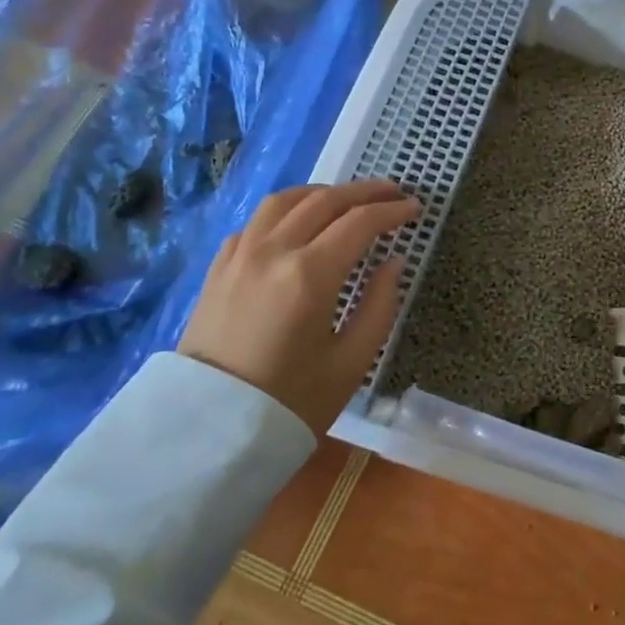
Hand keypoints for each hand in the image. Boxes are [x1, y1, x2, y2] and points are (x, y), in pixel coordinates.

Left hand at [178, 179, 419, 434]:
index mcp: (309, 275)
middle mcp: (273, 251)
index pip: (360, 223)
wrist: (209, 432)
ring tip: (347, 200)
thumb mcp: (352, 362)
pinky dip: (285, 211)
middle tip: (393, 193)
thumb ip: (380, 305)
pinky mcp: (219, 268)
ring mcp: (240, 256)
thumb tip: (394, 262)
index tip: (415, 208)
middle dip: (365, 192)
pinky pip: (256, 221)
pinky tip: (297, 224)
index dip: (392, 211)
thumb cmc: (290, 402)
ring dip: (323, 193)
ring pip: (285, 200)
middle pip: (325, 201)